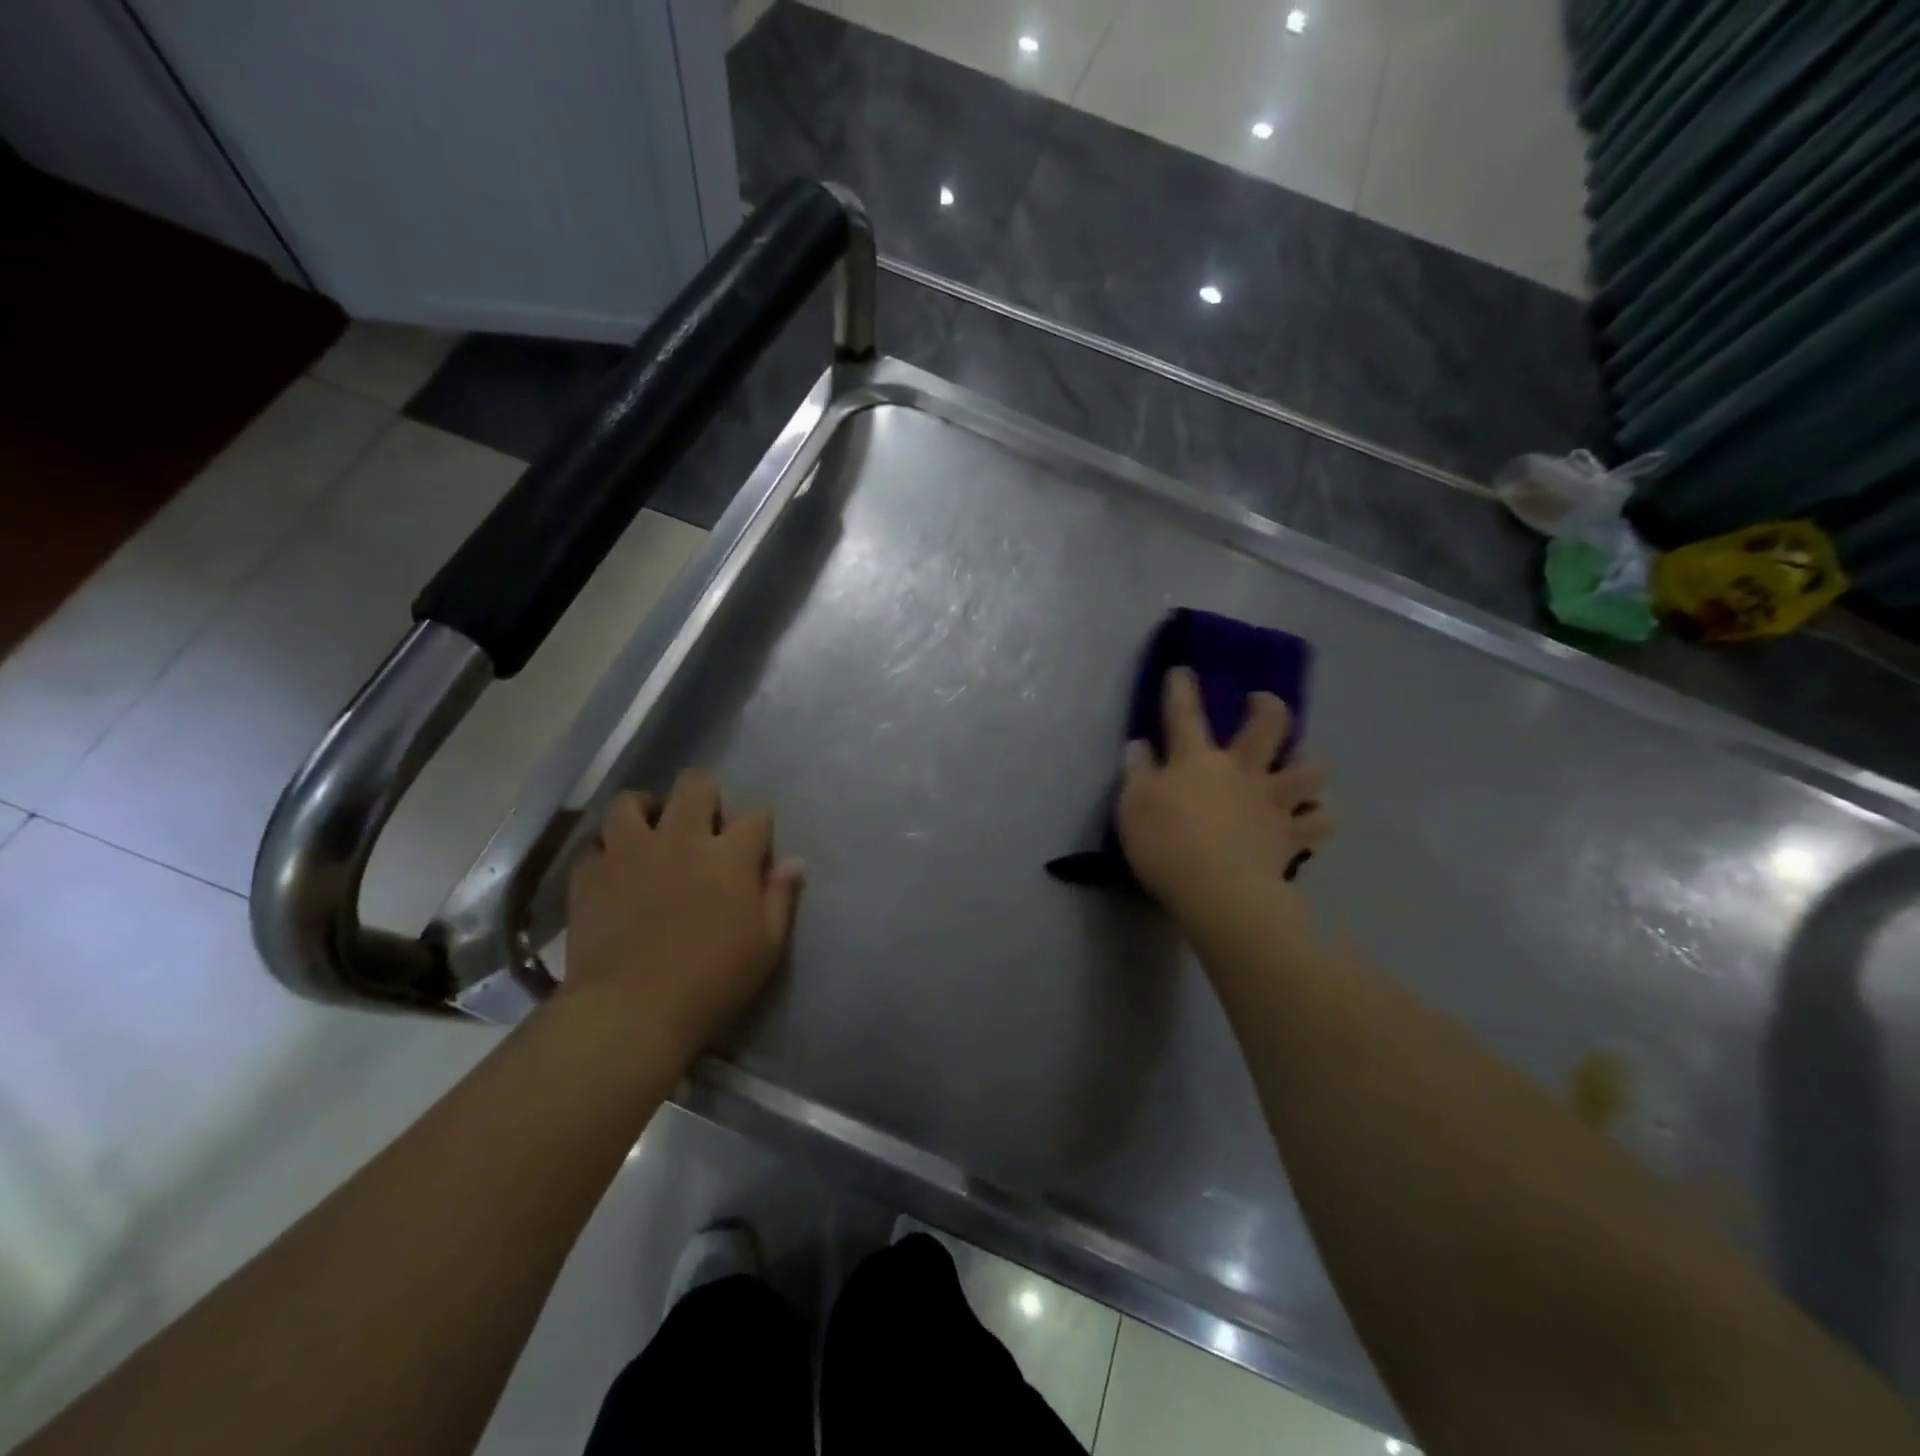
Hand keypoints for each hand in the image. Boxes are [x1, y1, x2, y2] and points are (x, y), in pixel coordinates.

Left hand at [563, 772, 804, 1062]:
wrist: (632, 1010)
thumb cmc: (712, 980)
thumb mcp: (766, 945)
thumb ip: (780, 896)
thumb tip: (794, 862)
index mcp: (729, 854)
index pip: (756, 815)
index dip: (760, 823)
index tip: (758, 842)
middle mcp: (681, 838)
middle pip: (695, 785)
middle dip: (706, 793)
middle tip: (705, 822)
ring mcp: (630, 852)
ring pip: (631, 802)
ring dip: (646, 809)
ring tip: (651, 830)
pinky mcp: (590, 875)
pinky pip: (594, 845)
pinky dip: (605, 852)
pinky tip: (614, 869)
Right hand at [1116, 667, 1332, 925]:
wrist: (1219, 892)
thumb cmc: (1167, 845)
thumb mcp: (1133, 806)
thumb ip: (1137, 772)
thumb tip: (1139, 745)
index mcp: (1197, 760)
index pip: (1185, 714)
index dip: (1181, 689)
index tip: (1182, 670)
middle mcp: (1241, 770)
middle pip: (1268, 726)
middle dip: (1268, 706)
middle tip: (1262, 703)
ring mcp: (1272, 802)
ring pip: (1309, 770)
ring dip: (1308, 763)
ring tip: (1302, 766)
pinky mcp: (1291, 836)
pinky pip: (1319, 821)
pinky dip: (1318, 817)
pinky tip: (1312, 817)